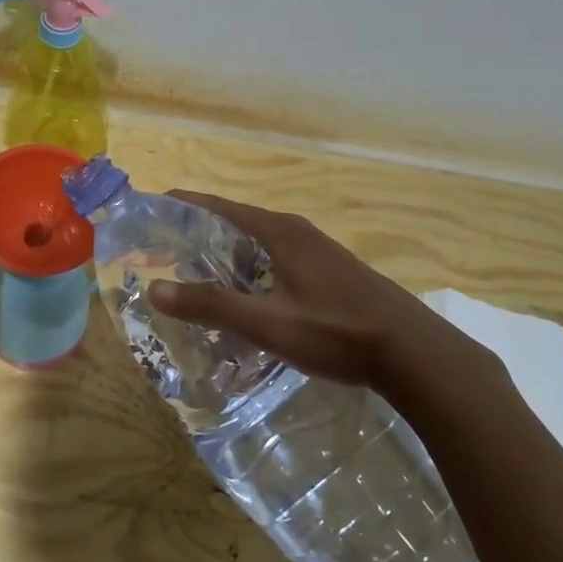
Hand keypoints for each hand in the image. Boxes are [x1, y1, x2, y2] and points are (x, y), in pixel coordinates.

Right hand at [149, 191, 504, 403]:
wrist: (416, 354)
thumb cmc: (337, 332)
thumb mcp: (268, 323)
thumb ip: (211, 305)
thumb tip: (154, 288)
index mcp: (277, 231)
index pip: (216, 206)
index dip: (180, 206)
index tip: (146, 212)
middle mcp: (294, 232)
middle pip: (233, 224)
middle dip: (195, 237)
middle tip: (160, 256)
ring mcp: (316, 251)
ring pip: (255, 246)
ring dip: (223, 259)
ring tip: (193, 281)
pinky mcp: (329, 273)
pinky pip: (275, 262)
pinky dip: (249, 273)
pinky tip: (244, 302)